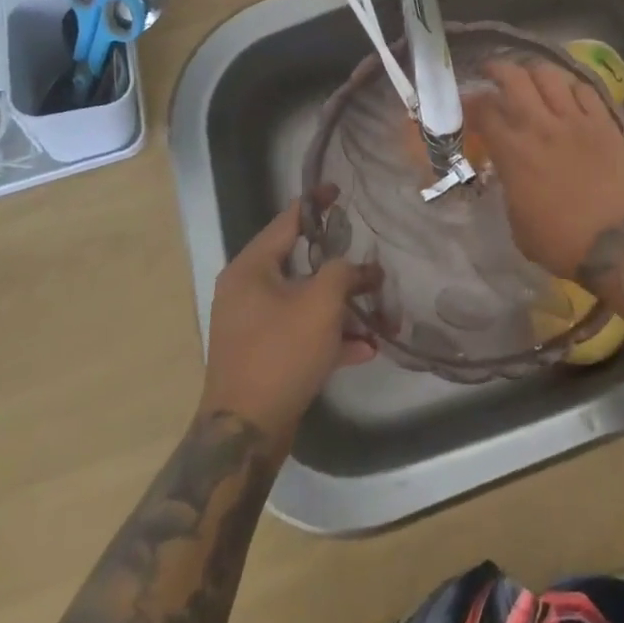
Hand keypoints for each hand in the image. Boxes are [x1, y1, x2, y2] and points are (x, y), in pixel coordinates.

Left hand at [199, 191, 376, 444]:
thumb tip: (363, 268)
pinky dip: (329, 336)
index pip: (287, 220)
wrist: (245, 433)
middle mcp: (247, 291)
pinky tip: (365, 349)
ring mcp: (253, 325)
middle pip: (300, 263)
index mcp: (251, 268)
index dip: (316, 203)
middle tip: (367, 257)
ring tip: (378, 311)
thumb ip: (345, 272)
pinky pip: (301, 332)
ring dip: (341, 307)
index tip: (339, 190)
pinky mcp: (263, 355)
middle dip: (339, 266)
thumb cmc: (280, 352)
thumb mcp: (321, 303)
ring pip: (305, 302)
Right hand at [465, 59, 623, 278]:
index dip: (470, 101)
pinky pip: (585, 90)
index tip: (466, 101)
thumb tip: (510, 170)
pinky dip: (571, 87)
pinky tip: (568, 93)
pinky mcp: (605, 123)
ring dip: (534, 72)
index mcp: (514, 152)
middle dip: (497, 68)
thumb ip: (509, 184)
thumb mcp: (517, 221)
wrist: (617, 244)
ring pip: (550, 75)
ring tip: (530, 77)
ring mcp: (576, 120)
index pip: (484, 110)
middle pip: (514, 78)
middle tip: (492, 71)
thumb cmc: (561, 242)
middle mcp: (541, 126)